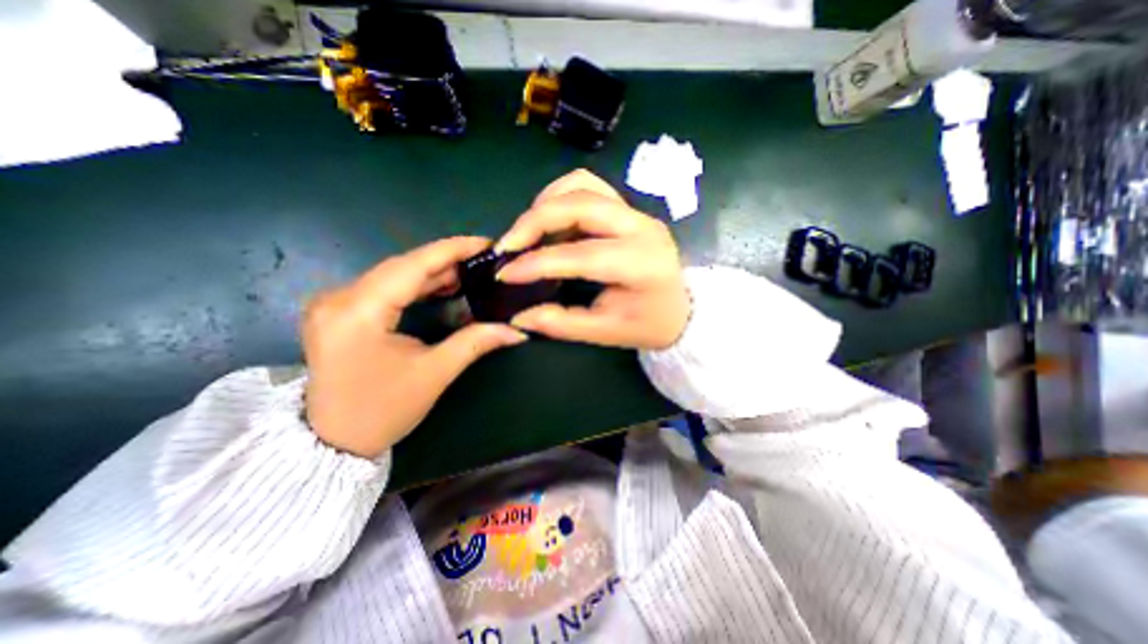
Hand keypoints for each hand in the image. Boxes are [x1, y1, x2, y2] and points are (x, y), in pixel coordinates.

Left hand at [297, 237, 524, 456]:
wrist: (332, 442)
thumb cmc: (382, 411)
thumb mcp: (434, 374)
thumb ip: (475, 343)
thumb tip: (516, 331)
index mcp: (358, 312)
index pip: (411, 266)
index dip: (451, 250)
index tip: (484, 242)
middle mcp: (338, 298)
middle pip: (401, 266)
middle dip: (445, 260)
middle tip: (483, 260)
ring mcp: (334, 303)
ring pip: (393, 274)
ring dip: (432, 272)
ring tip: (469, 273)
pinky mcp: (339, 312)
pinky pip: (384, 287)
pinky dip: (415, 285)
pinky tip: (441, 286)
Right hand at [496, 169, 688, 349]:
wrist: (681, 308)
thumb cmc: (648, 324)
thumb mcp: (605, 332)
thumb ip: (561, 323)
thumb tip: (518, 316)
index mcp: (641, 263)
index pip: (581, 254)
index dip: (537, 263)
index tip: (505, 274)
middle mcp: (641, 227)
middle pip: (580, 202)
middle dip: (534, 220)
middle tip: (508, 246)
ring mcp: (636, 213)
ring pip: (583, 185)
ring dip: (546, 203)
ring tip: (527, 233)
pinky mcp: (628, 209)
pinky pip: (589, 188)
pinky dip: (561, 199)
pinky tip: (550, 223)